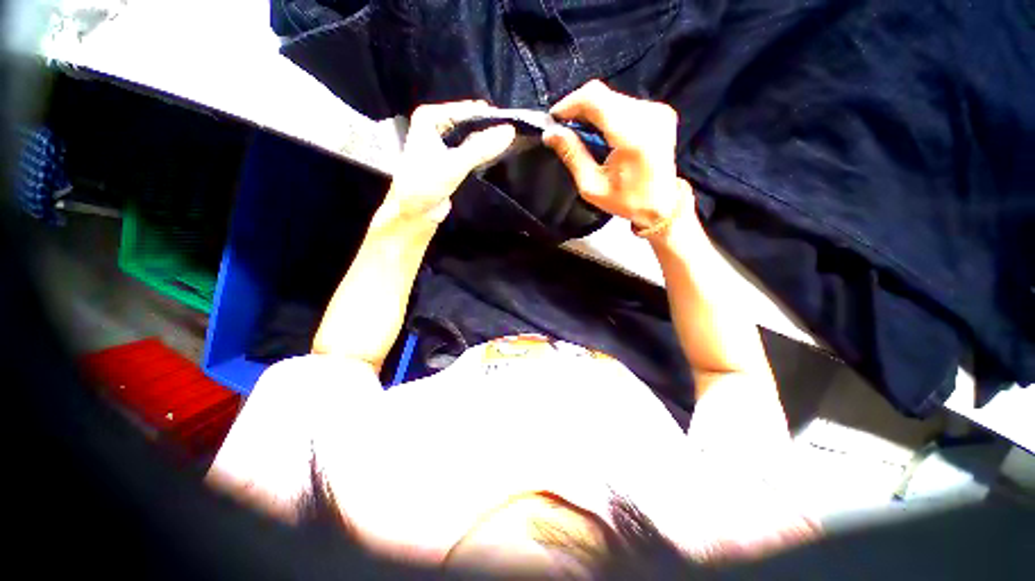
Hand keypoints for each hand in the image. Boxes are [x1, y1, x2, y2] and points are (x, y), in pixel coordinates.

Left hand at [381, 101, 515, 224]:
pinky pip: (469, 151)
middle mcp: (435, 126)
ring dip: (486, 142)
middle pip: (468, 122)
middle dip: (488, 128)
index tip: (512, 123)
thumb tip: (510, 131)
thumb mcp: (454, 163)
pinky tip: (496, 156)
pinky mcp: (449, 161)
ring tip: (510, 144)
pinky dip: (481, 154)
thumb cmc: (426, 183)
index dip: (488, 117)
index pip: (465, 110)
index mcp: (430, 117)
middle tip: (514, 134)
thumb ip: (481, 148)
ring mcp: (442, 144)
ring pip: (469, 137)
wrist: (413, 212)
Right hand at [543, 80, 685, 229]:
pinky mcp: (661, 111)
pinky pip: (625, 102)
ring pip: (613, 96)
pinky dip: (607, 113)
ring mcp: (657, 111)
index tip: (554, 118)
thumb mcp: (592, 186)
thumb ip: (572, 155)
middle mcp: (648, 115)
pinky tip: (600, 131)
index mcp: (632, 136)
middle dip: (579, 107)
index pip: (595, 98)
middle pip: (604, 95)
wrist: (662, 204)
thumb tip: (550, 133)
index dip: (570, 102)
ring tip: (580, 131)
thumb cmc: (625, 201)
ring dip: (592, 110)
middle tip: (564, 127)